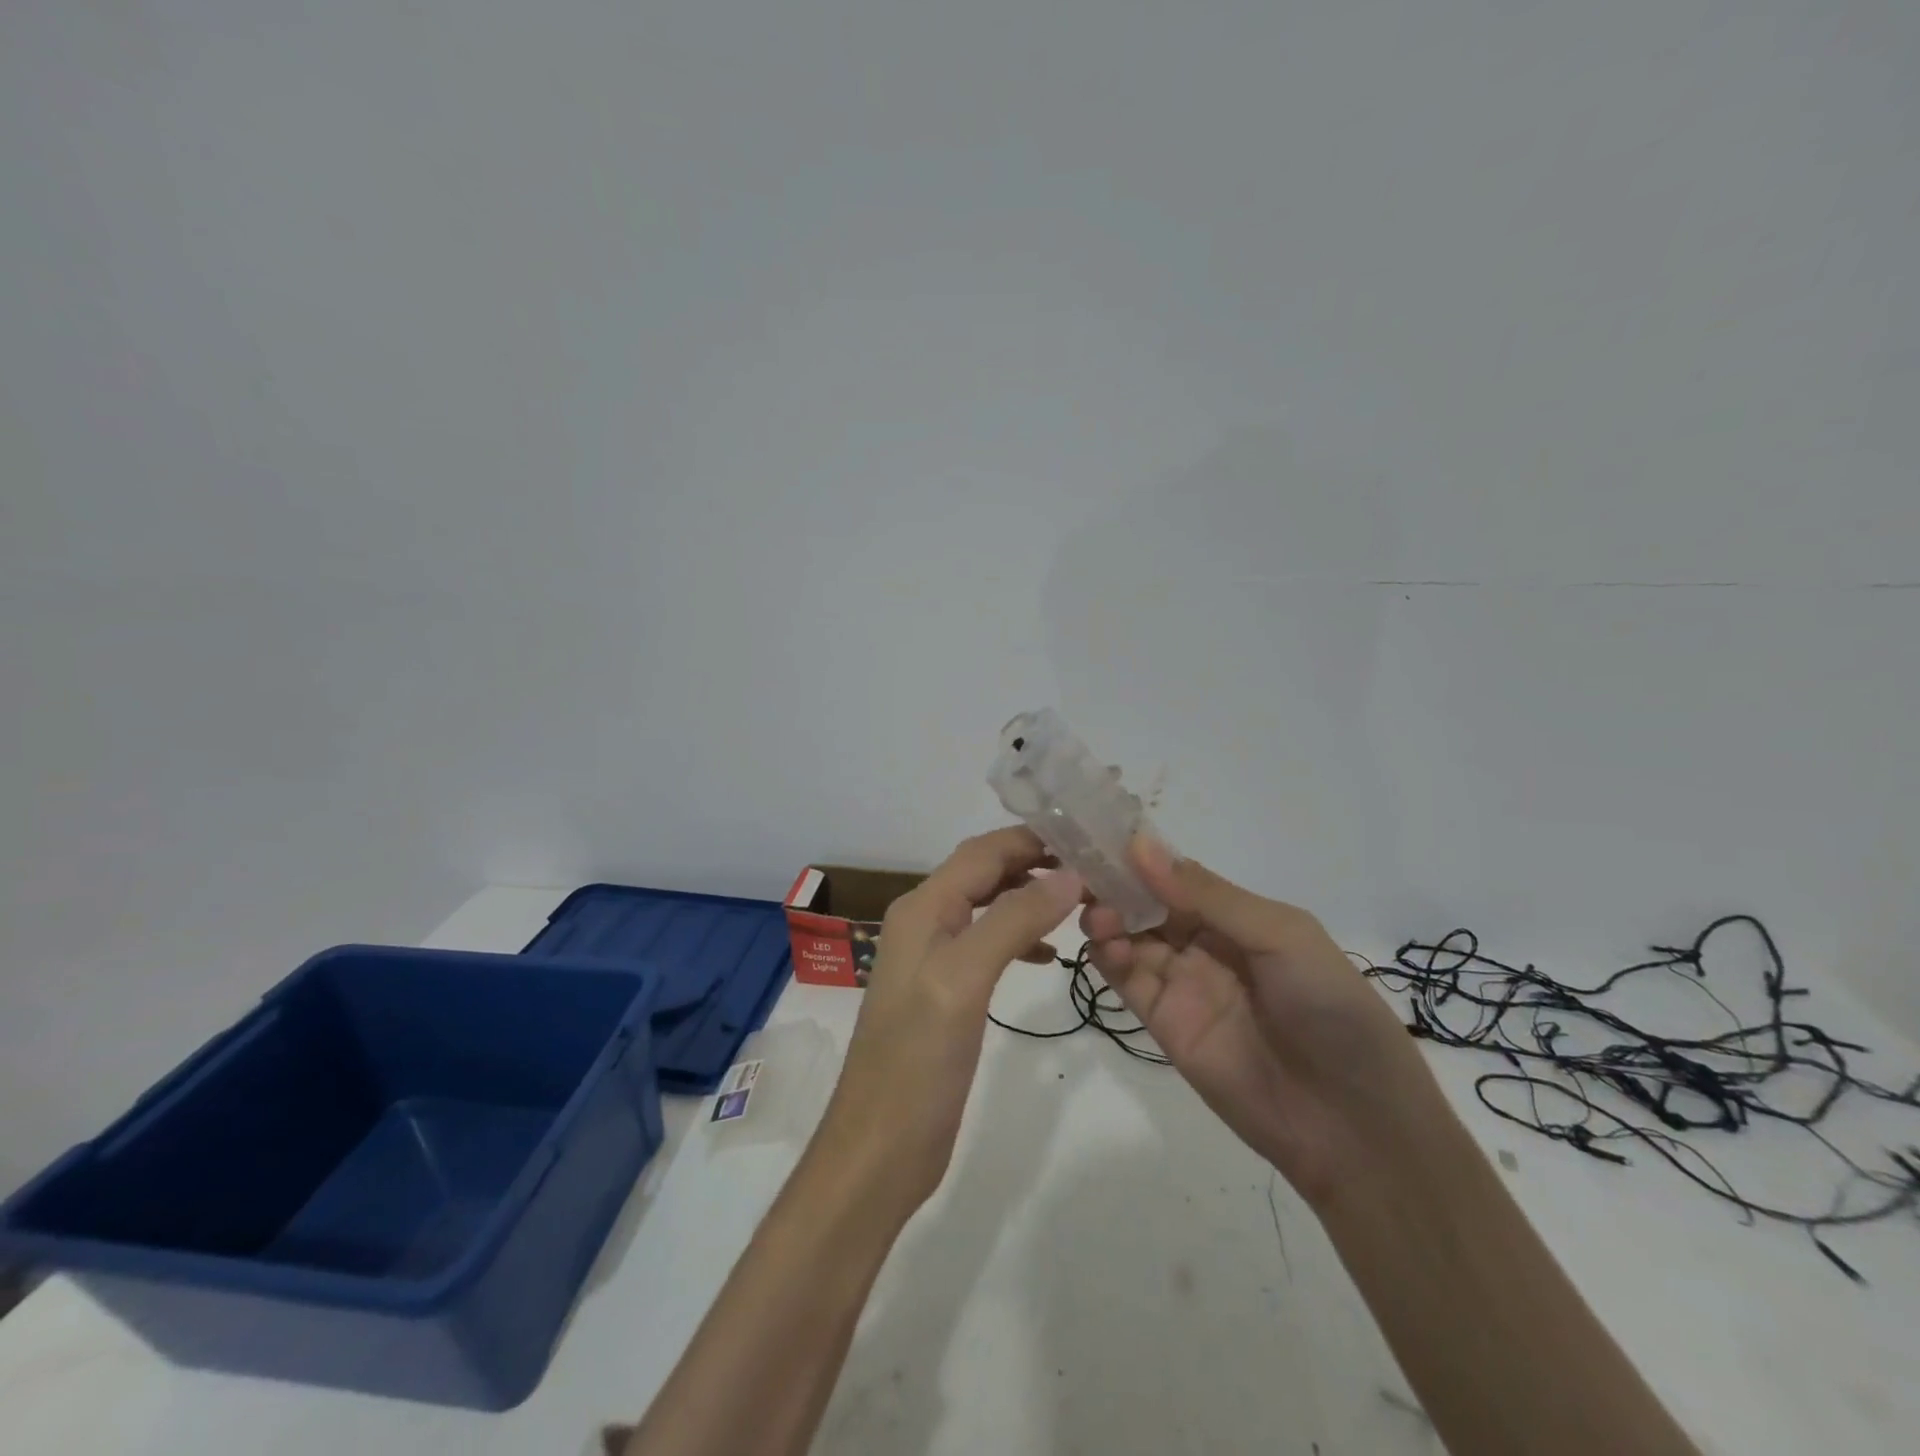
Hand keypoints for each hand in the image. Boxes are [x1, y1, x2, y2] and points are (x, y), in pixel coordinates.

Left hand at [809, 828, 1083, 1219]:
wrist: (880, 1149)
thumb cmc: (918, 1061)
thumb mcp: (965, 980)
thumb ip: (1013, 920)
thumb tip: (1067, 874)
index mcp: (922, 909)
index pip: (982, 852)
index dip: (1031, 839)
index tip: (1087, 838)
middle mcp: (925, 922)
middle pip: (984, 873)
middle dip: (1035, 864)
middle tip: (1094, 868)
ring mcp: (933, 958)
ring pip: (988, 906)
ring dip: (1031, 898)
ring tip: (1081, 904)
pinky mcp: (946, 992)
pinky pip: (987, 944)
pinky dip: (1020, 938)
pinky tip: (1050, 956)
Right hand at [1082, 838, 1435, 1206]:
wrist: (1352, 1125)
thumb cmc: (1330, 1010)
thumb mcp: (1281, 937)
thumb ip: (1208, 895)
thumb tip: (1141, 844)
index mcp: (1239, 916)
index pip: (1179, 875)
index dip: (1144, 856)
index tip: (1103, 834)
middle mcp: (1206, 944)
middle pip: (1148, 903)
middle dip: (1117, 884)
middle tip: (1084, 872)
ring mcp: (1182, 983)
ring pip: (1130, 937)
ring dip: (1108, 918)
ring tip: (1098, 915)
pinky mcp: (1163, 1022)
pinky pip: (1127, 980)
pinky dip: (1107, 957)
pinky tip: (1103, 943)